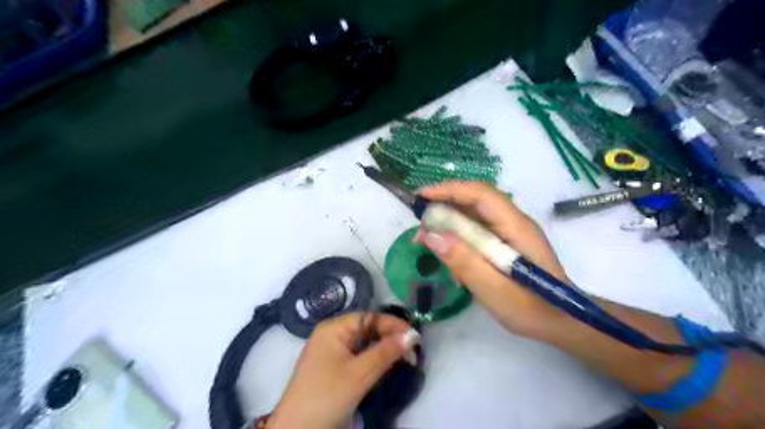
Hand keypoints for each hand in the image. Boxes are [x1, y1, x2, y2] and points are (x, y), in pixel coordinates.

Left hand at [267, 312, 417, 428]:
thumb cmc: (327, 396)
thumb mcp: (359, 373)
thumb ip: (386, 352)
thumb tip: (412, 335)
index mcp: (334, 328)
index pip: (369, 318)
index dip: (392, 325)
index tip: (415, 336)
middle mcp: (332, 335)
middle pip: (367, 329)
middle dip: (390, 338)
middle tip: (412, 352)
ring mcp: (332, 352)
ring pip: (365, 343)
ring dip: (384, 350)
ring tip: (405, 359)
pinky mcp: (334, 368)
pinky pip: (359, 356)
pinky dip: (374, 360)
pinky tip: (387, 366)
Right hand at [418, 181, 572, 340]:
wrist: (562, 322)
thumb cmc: (532, 309)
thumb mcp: (495, 291)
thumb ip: (464, 262)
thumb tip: (431, 235)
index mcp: (516, 227)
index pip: (481, 194)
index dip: (449, 190)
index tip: (421, 198)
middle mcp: (513, 221)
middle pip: (474, 200)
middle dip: (443, 205)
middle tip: (419, 224)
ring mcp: (509, 231)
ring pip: (473, 214)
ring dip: (447, 222)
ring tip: (426, 240)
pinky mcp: (505, 242)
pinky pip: (476, 230)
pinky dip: (457, 237)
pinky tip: (448, 255)